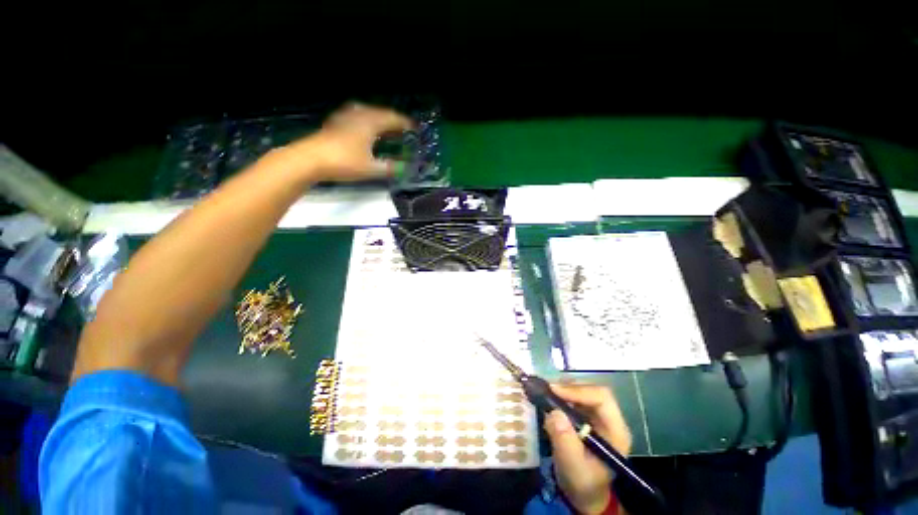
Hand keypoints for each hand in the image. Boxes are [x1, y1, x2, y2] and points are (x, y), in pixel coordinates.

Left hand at [284, 103, 413, 181]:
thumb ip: (390, 168)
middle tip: (403, 129)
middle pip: (381, 113)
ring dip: (379, 119)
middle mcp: (359, 114)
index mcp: (370, 122)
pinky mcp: (335, 122)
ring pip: (368, 112)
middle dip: (393, 120)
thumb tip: (404, 169)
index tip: (414, 128)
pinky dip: (367, 121)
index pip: (393, 119)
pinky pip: (357, 116)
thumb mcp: (371, 168)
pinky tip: (365, 129)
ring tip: (386, 128)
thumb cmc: (344, 162)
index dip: (405, 123)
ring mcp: (345, 116)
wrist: (310, 159)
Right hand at [544, 384, 631, 514]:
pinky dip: (561, 395)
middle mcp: (610, 419)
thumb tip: (554, 412)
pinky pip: (575, 398)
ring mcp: (598, 417)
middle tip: (547, 389)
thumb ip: (565, 441)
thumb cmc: (582, 484)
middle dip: (569, 387)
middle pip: (592, 390)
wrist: (583, 495)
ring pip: (582, 391)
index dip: (578, 390)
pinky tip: (549, 400)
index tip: (554, 390)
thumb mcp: (573, 467)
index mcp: (616, 431)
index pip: (602, 398)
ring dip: (564, 389)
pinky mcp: (587, 417)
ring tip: (546, 393)